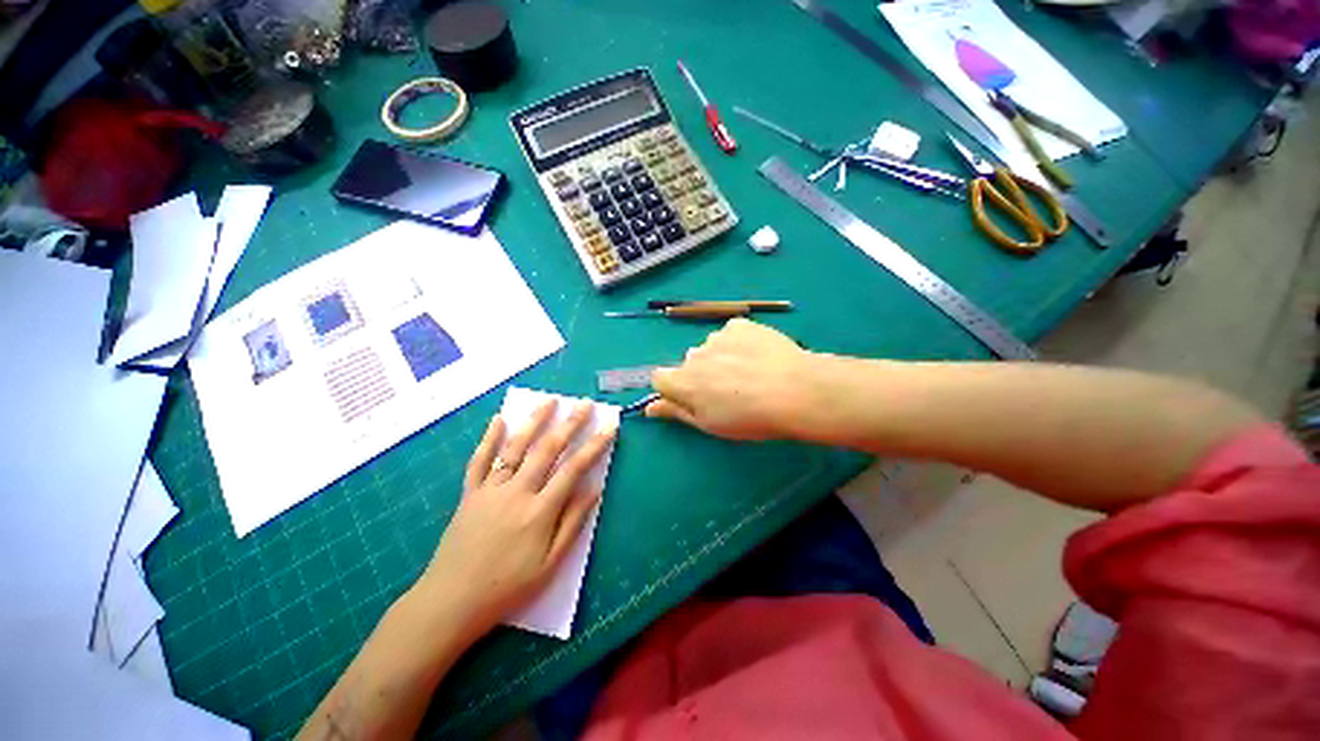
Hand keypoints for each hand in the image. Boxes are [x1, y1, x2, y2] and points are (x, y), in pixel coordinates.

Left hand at [420, 400, 615, 633]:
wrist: (450, 602)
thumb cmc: (506, 588)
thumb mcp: (549, 565)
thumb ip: (572, 524)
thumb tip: (593, 490)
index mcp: (539, 511)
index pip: (574, 469)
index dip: (594, 445)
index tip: (609, 426)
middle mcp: (517, 492)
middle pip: (547, 449)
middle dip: (569, 424)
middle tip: (584, 404)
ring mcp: (490, 490)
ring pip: (515, 447)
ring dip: (534, 421)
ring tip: (549, 400)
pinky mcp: (470, 494)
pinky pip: (479, 460)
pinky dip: (489, 438)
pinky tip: (499, 420)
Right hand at [646, 318, 817, 440]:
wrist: (795, 391)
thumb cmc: (750, 418)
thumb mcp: (709, 424)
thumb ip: (676, 412)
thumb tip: (649, 408)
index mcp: (683, 381)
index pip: (659, 377)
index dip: (674, 388)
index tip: (694, 398)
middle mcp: (694, 355)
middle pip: (688, 363)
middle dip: (701, 374)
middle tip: (730, 390)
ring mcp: (717, 337)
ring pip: (710, 348)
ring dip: (721, 358)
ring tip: (750, 373)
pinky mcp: (739, 325)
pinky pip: (731, 334)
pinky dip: (739, 344)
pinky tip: (759, 356)